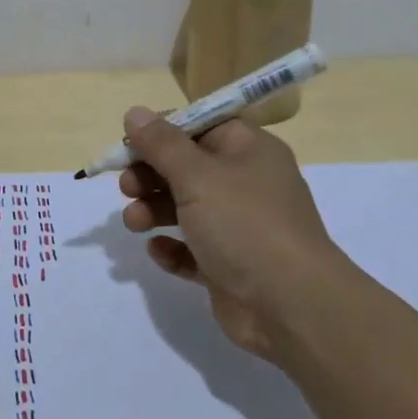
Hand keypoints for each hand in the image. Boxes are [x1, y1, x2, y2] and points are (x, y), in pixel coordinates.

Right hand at [117, 109, 340, 355]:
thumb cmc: (244, 224)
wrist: (291, 306)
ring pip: (185, 208)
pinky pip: (191, 249)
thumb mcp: (197, 175)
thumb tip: (134, 112)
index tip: (129, 142)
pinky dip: (172, 248)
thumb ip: (161, 144)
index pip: (200, 125)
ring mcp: (238, 226)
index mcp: (248, 150)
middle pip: (187, 167)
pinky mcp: (229, 265)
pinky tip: (159, 251)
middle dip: (150, 175)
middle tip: (126, 187)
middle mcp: (245, 183)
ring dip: (153, 211)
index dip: (163, 130)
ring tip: (134, 223)